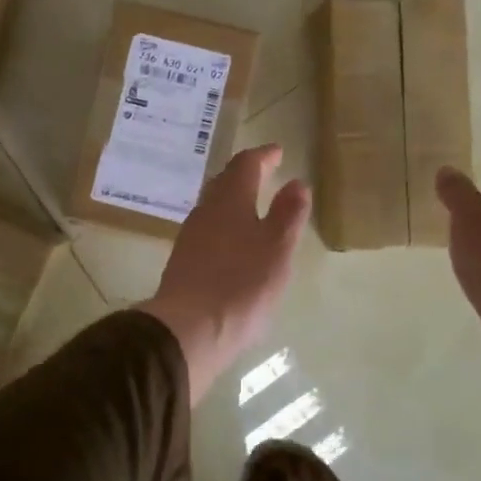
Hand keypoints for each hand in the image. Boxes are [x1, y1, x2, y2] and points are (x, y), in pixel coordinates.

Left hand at [137, 145, 310, 405]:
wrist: (187, 329)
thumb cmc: (241, 283)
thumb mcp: (277, 248)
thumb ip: (288, 214)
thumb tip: (296, 183)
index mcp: (230, 199)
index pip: (246, 164)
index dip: (263, 156)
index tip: (277, 151)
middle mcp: (206, 210)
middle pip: (225, 182)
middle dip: (245, 174)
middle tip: (264, 171)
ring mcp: (191, 236)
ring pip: (214, 206)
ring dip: (233, 199)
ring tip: (252, 204)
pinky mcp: (183, 262)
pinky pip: (208, 230)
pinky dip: (225, 224)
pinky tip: (233, 242)